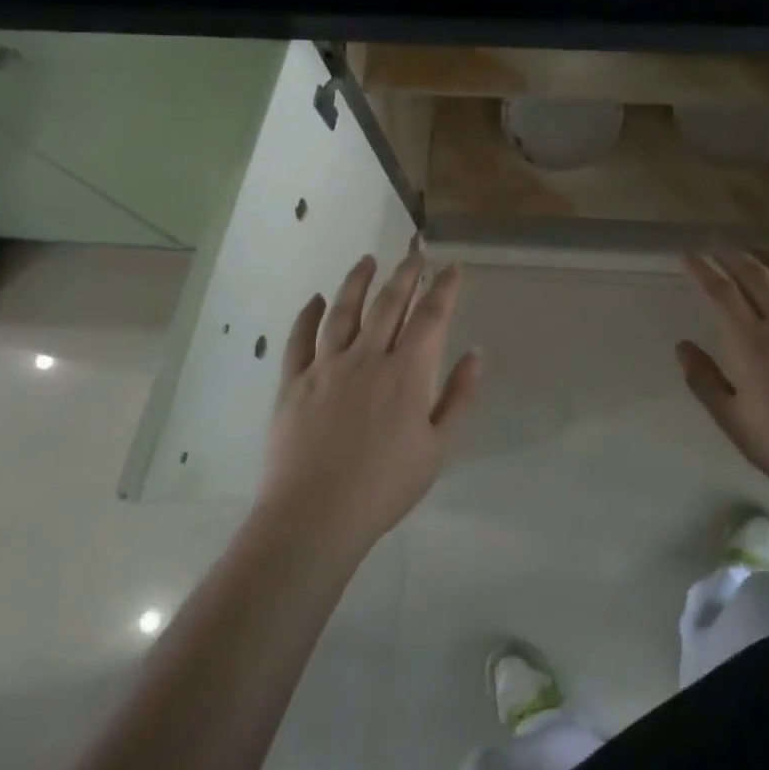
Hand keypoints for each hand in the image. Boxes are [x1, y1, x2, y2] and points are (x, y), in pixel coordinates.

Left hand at [258, 251, 483, 556]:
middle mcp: (366, 358)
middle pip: (388, 304)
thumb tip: (475, 354)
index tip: (452, 267)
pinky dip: (309, 315)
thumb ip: (459, 398)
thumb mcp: (437, 449)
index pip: (430, 317)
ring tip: (367, 260)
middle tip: (415, 252)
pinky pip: (300, 339)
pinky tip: (317, 300)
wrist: (314, 517)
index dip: (443, 288)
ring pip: (343, 311)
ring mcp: (325, 367)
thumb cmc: (384, 487)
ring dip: (357, 281)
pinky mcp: (293, 383)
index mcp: (406, 374)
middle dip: (405, 274)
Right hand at [676, 249, 768, 503]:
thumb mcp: (734, 421)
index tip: (689, 256)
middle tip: (718, 249)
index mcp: (750, 343)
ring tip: (757, 251)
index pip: (722, 293)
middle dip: (734, 256)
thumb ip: (704, 381)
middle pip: (757, 276)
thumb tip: (682, 346)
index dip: (703, 270)